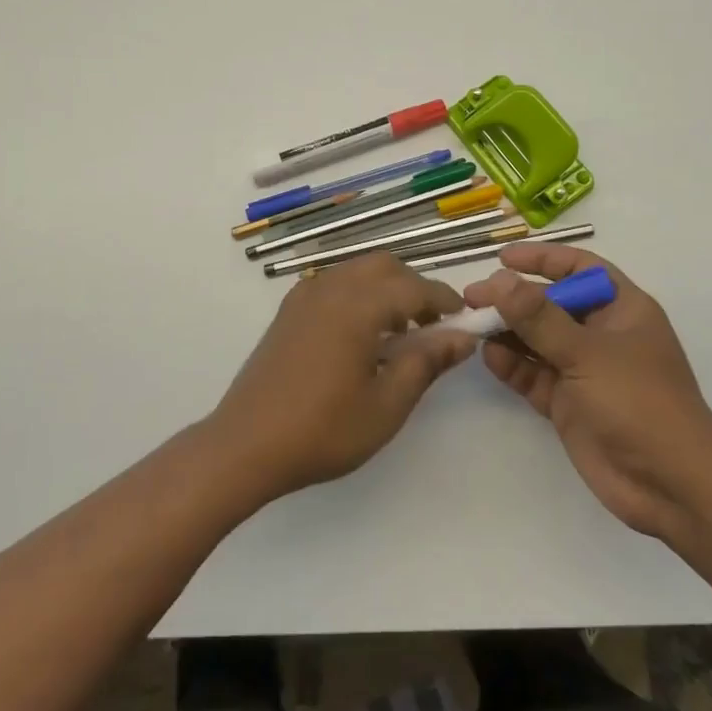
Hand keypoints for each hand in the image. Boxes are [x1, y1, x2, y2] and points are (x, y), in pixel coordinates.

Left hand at [209, 254, 473, 501]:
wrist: (246, 444)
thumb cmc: (323, 429)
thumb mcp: (387, 404)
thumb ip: (426, 362)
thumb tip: (463, 337)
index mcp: (358, 305)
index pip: (415, 287)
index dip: (445, 301)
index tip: (465, 321)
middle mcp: (331, 287)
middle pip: (384, 266)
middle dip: (414, 287)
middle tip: (431, 329)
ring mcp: (305, 295)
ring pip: (357, 270)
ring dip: (385, 289)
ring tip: (397, 335)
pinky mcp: (289, 309)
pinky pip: (334, 283)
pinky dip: (358, 294)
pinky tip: (359, 336)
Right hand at [464, 244, 711, 540]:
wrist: (671, 487)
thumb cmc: (639, 403)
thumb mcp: (587, 353)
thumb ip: (539, 317)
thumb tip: (499, 280)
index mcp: (622, 310)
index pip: (580, 269)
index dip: (543, 259)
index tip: (503, 259)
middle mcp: (602, 334)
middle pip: (550, 304)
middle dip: (513, 299)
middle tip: (473, 297)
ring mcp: (584, 370)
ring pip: (537, 340)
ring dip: (506, 332)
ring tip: (471, 326)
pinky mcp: (568, 403)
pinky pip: (533, 374)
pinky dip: (511, 365)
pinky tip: (489, 357)